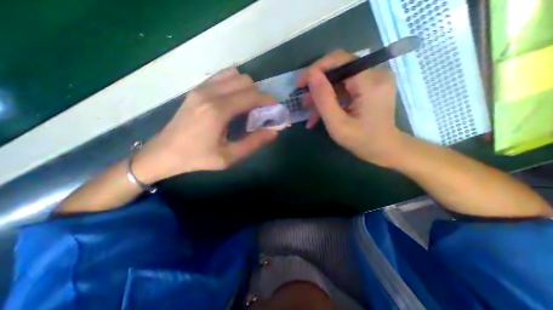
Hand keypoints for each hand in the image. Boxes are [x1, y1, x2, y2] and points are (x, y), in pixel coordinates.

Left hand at [130, 67, 275, 182]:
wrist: (164, 153)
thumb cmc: (198, 158)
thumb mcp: (229, 157)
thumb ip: (254, 143)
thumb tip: (274, 131)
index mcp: (218, 110)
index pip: (252, 96)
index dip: (268, 100)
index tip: (276, 108)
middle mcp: (210, 93)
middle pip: (245, 82)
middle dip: (259, 94)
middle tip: (261, 111)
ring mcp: (201, 88)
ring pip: (234, 76)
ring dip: (247, 88)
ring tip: (248, 106)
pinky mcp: (197, 89)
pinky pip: (222, 77)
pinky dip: (234, 84)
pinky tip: (234, 100)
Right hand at [299, 50, 401, 167]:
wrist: (384, 149)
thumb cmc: (361, 141)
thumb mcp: (337, 124)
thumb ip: (324, 99)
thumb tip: (311, 75)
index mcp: (370, 82)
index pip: (339, 60)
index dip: (316, 69)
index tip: (300, 84)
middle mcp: (375, 74)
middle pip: (338, 69)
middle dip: (317, 85)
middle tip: (304, 101)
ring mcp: (374, 80)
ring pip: (339, 80)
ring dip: (322, 95)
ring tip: (310, 112)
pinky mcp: (370, 87)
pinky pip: (345, 87)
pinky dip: (331, 99)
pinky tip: (320, 113)